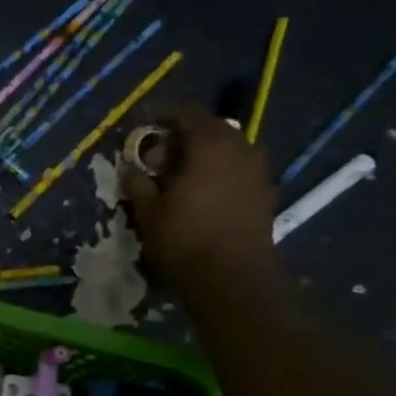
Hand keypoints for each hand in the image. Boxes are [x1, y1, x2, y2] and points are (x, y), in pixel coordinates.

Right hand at [120, 107, 279, 295]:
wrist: (233, 280)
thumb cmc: (184, 240)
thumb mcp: (148, 212)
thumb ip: (138, 184)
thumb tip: (130, 169)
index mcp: (210, 145)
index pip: (188, 115)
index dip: (165, 117)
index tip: (147, 128)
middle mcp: (240, 150)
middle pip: (213, 129)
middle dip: (187, 136)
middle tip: (162, 154)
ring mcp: (258, 172)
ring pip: (230, 149)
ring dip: (207, 154)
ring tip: (184, 173)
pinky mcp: (266, 195)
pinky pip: (240, 170)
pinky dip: (222, 172)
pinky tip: (205, 193)